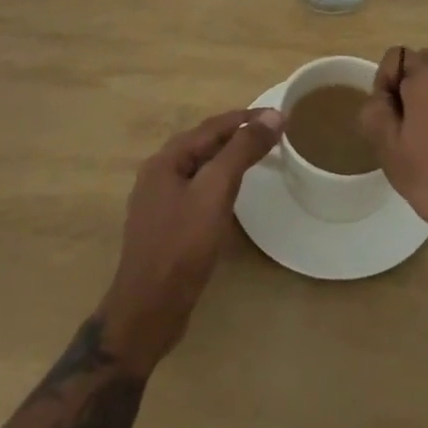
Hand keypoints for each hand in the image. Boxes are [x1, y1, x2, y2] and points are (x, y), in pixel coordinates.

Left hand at [98, 107, 282, 373]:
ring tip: (258, 156)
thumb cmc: (181, 246)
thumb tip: (273, 116)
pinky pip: (198, 190)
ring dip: (229, 157)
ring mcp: (160, 202)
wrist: (148, 312)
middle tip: (272, 134)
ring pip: (201, 167)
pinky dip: (220, 181)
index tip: (279, 115)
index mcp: (165, 160)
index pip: (212, 126)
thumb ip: (242, 150)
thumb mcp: (215, 191)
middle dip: (237, 134)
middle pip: (204, 143)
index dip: (246, 118)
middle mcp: (158, 174)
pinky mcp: (167, 226)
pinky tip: (233, 193)